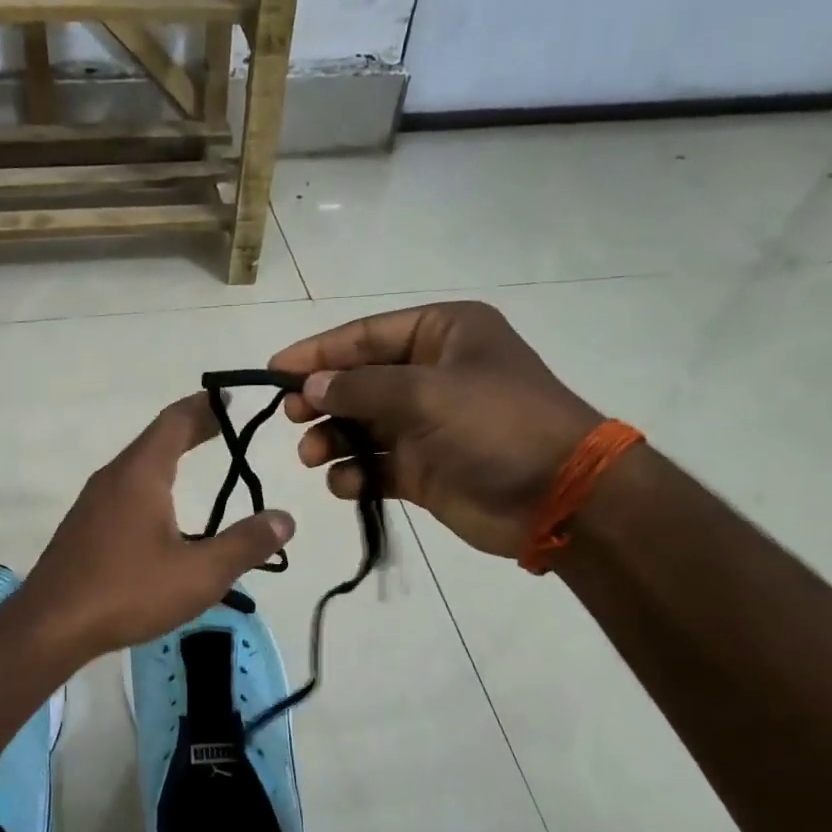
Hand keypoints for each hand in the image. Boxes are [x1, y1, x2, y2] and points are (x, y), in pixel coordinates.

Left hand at [23, 394, 294, 659]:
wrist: (51, 626)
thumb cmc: (128, 592)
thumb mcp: (200, 573)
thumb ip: (245, 544)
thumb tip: (284, 519)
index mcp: (140, 475)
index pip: (175, 422)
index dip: (203, 407)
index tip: (228, 399)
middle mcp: (113, 478)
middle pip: (155, 440)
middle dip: (190, 430)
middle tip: (222, 426)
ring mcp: (92, 503)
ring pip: (136, 466)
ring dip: (168, 457)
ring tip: (195, 463)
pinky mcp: (83, 528)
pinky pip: (124, 491)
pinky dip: (151, 484)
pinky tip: (161, 514)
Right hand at [269, 301, 600, 558]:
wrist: (558, 496)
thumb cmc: (496, 425)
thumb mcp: (426, 393)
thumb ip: (361, 388)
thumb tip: (311, 386)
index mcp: (441, 334)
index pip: (364, 335)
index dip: (317, 352)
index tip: (273, 372)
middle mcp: (431, 373)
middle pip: (358, 381)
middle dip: (322, 399)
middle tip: (291, 417)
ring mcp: (426, 424)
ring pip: (361, 426)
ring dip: (333, 440)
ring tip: (314, 456)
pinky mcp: (423, 469)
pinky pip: (375, 466)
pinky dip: (356, 474)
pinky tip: (348, 484)